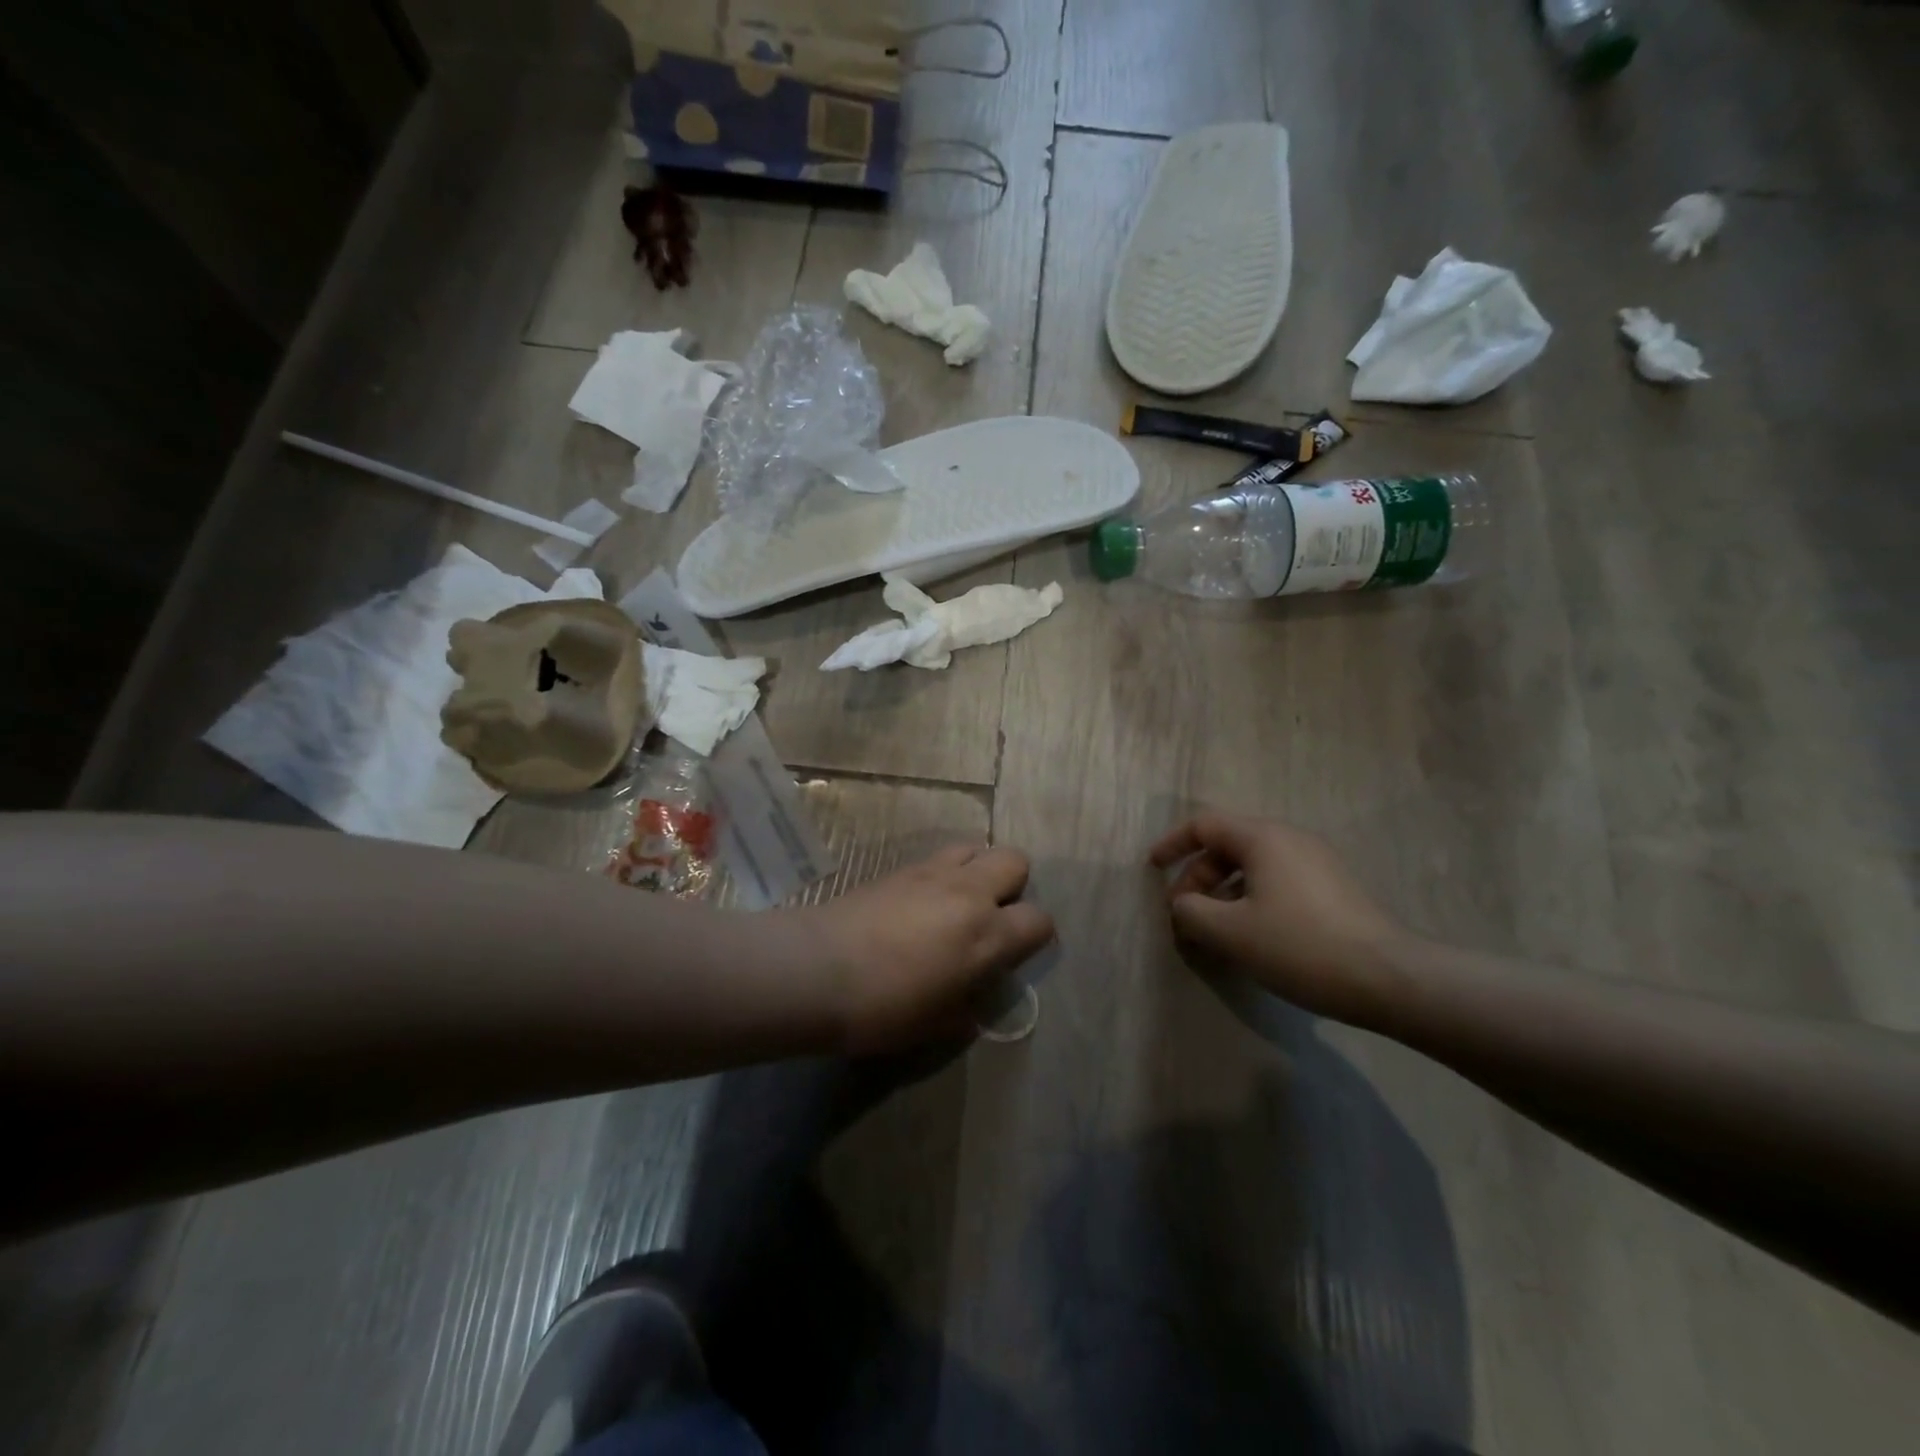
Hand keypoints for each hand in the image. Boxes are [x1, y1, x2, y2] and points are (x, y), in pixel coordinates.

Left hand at [801, 845, 1054, 1053]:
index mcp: (987, 935)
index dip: (1036, 935)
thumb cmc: (882, 1008)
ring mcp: (933, 872)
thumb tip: (975, 998)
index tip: (1019, 951)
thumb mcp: (936, 1025)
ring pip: (976, 847)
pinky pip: (939, 857)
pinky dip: (943, 873)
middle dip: (1013, 885)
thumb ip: (968, 1006)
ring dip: (977, 870)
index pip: (1039, 919)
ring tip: (958, 901)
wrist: (817, 969)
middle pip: (1015, 861)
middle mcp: (968, 893)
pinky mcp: (901, 867)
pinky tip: (922, 901)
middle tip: (991, 916)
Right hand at [1149, 815, 1411, 1025]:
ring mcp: (1315, 862)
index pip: (1204, 825)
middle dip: (1197, 877)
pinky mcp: (1332, 888)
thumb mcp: (1230, 932)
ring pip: (1252, 866)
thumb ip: (1191, 912)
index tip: (1152, 869)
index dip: (1172, 844)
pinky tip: (1250, 936)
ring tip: (1212, 930)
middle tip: (1183, 914)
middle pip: (1227, 846)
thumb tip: (1183, 905)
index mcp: (1262, 838)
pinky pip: (1275, 881)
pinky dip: (1249, 899)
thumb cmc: (1300, 946)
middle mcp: (1289, 839)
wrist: (1390, 978)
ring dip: (1222, 892)